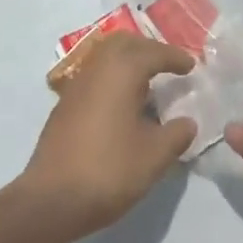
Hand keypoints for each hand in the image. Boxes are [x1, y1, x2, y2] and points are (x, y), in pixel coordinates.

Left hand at [11, 35, 196, 242]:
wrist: (50, 199)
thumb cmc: (108, 170)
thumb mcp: (154, 157)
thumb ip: (176, 134)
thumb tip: (187, 122)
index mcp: (121, 71)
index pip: (153, 52)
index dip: (175, 58)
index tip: (191, 66)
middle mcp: (97, 68)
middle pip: (125, 43)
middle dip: (148, 49)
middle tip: (168, 66)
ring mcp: (77, 84)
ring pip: (106, 57)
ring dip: (128, 62)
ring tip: (148, 84)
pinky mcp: (65, 104)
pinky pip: (95, 75)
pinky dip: (113, 78)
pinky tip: (123, 104)